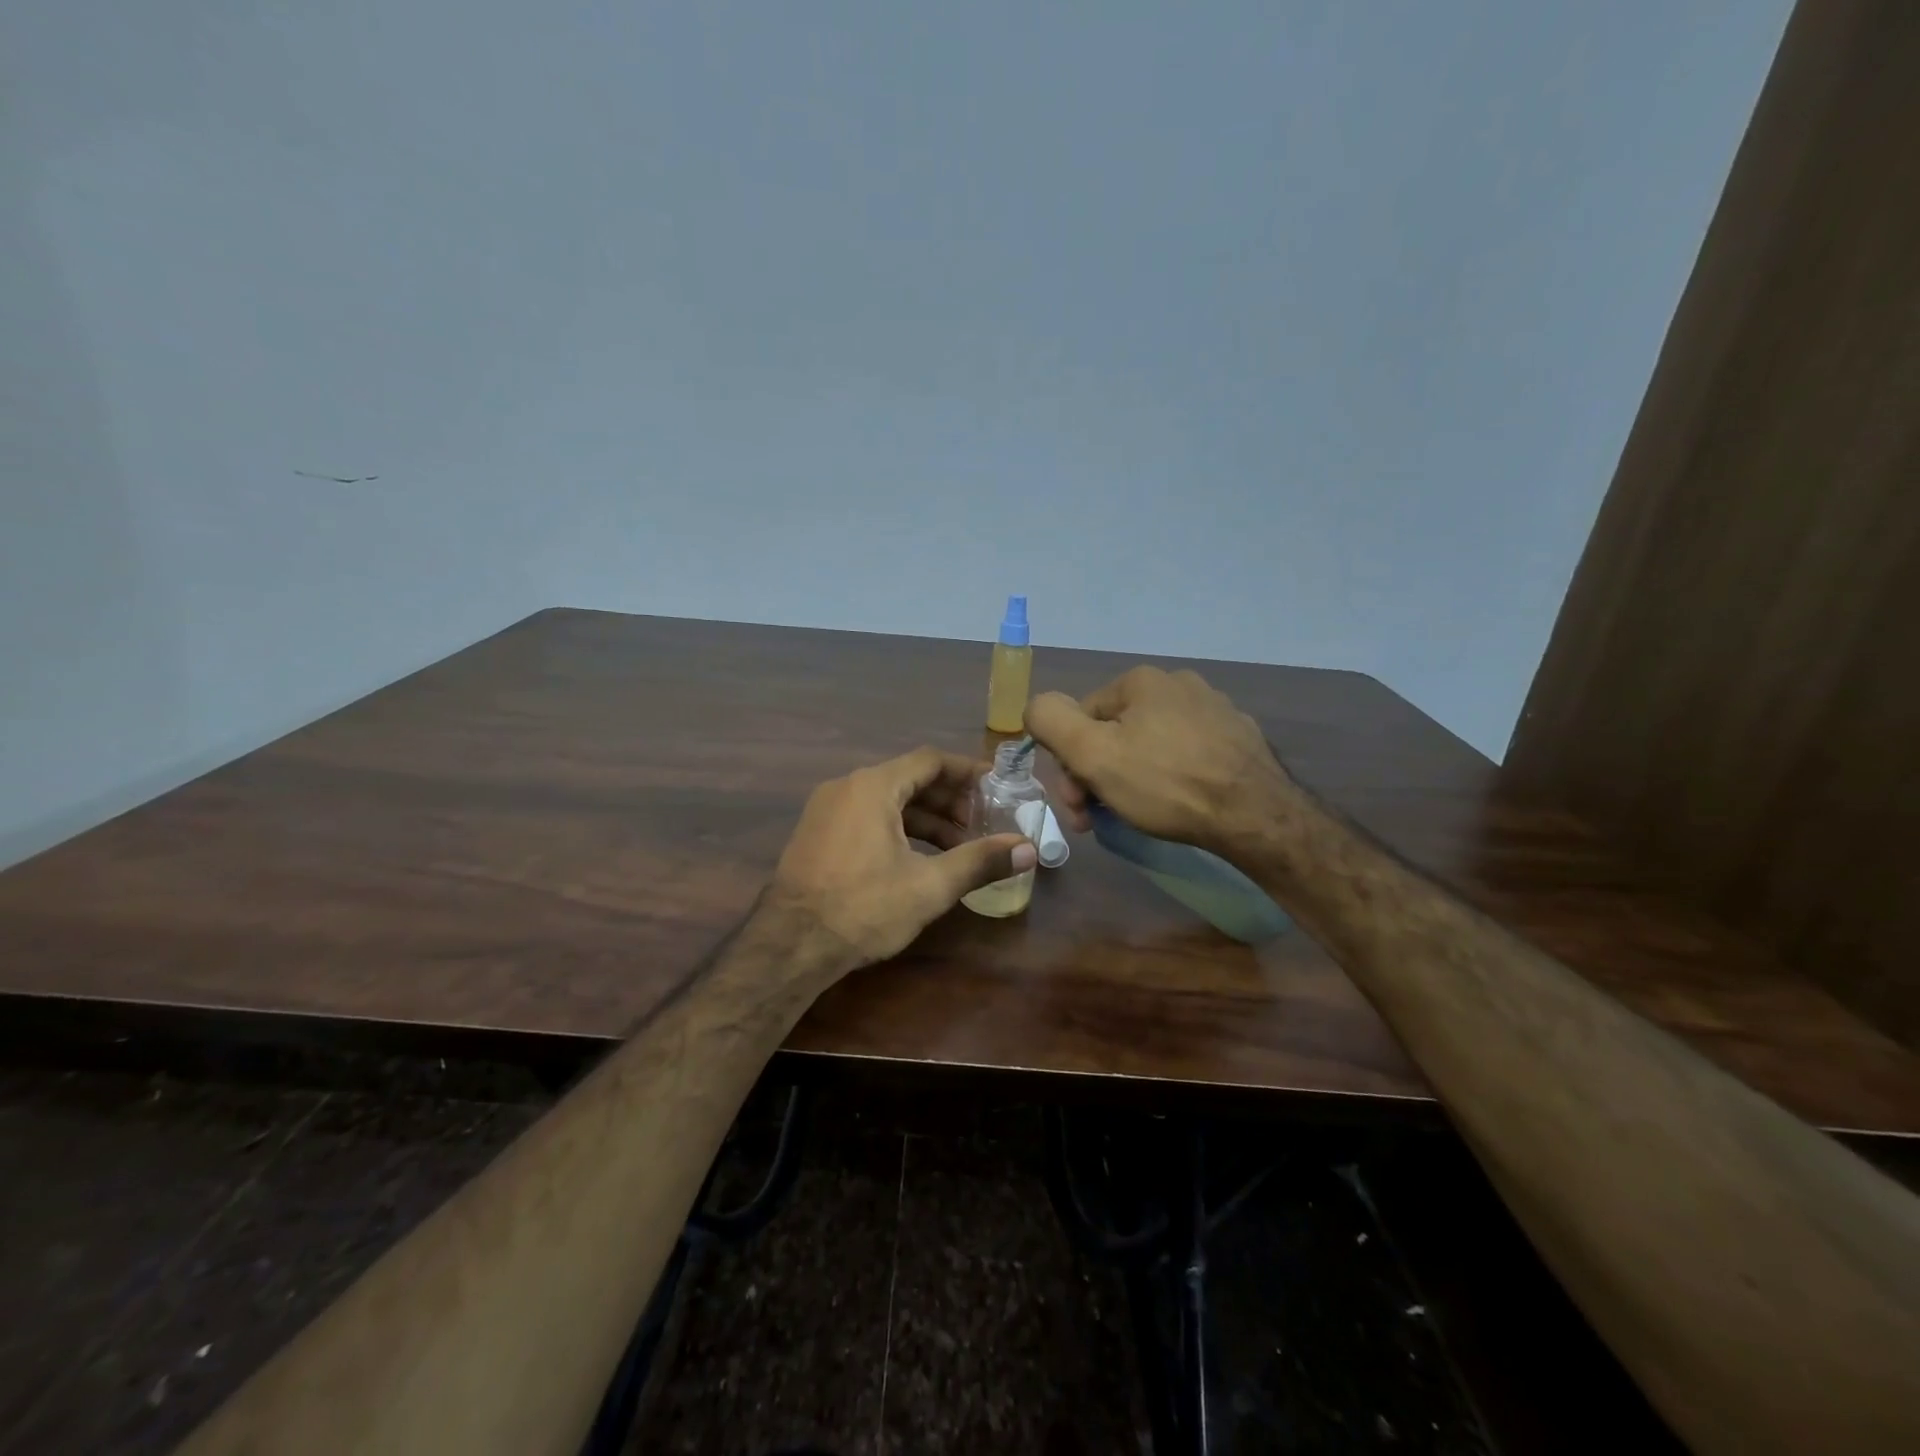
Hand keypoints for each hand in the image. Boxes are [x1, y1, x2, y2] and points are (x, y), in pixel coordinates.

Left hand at [770, 746, 1035, 968]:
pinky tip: (918, 858)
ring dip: (925, 819)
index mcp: (873, 786)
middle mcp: (847, 787)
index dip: (967, 772)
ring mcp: (827, 809)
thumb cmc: (863, 908)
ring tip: (958, 848)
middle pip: (909, 779)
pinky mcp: (817, 833)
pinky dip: (898, 828)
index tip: (997, 788)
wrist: (789, 945)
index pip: (930, 761)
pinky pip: (867, 816)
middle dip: (950, 801)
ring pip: (888, 801)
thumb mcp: (929, 886)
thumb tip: (1029, 849)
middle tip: (982, 824)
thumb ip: (980, 861)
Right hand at [1025, 666, 1295, 853]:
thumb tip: (1035, 707)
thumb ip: (1051, 721)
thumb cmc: (1166, 784)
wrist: (1256, 816)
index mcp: (1141, 680)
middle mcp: (1179, 683)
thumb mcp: (1092, 754)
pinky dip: (1172, 777)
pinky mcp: (1239, 738)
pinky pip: (1186, 754)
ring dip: (1132, 778)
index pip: (1081, 719)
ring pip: (1150, 745)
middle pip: (1115, 732)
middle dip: (1099, 775)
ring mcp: (1214, 709)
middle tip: (1100, 818)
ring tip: (1139, 814)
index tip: (1078, 806)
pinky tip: (1178, 803)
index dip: (1071, 764)